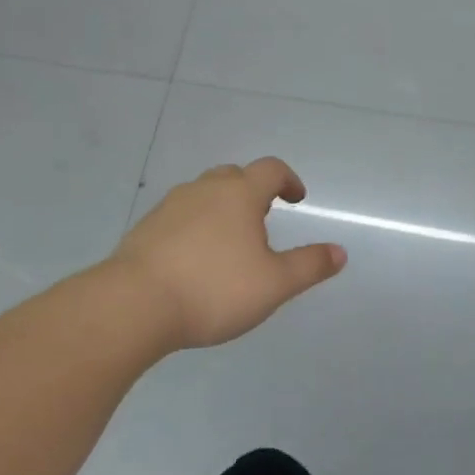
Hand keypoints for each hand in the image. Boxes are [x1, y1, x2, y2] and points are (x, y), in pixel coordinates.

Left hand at [113, 158, 346, 350]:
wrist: (134, 305)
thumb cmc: (214, 289)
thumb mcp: (275, 283)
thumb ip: (309, 265)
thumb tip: (340, 252)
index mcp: (239, 194)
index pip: (271, 170)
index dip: (289, 180)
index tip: (296, 198)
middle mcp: (204, 190)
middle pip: (234, 175)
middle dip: (253, 190)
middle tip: (263, 218)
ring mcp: (170, 207)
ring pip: (203, 194)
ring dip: (221, 207)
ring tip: (229, 241)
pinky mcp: (145, 229)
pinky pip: (179, 216)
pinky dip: (195, 226)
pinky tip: (194, 259)